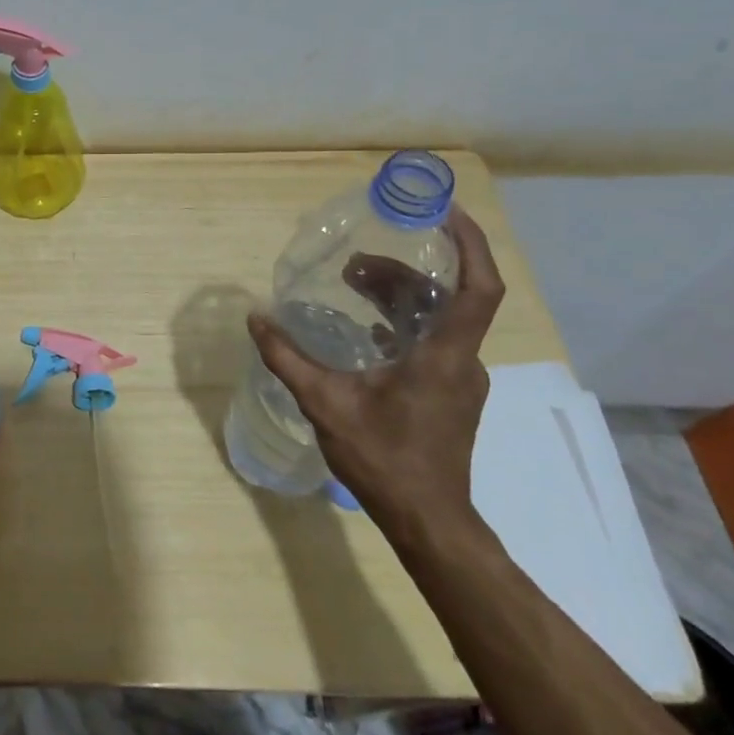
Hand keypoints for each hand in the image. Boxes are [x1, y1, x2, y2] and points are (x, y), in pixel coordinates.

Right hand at [246, 205, 504, 534]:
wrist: (427, 521)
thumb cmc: (384, 459)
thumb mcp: (325, 404)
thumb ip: (287, 358)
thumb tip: (256, 317)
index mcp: (443, 356)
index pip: (477, 289)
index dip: (470, 246)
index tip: (446, 213)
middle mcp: (461, 361)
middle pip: (446, 298)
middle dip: (404, 270)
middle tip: (356, 262)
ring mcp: (460, 381)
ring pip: (440, 320)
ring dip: (401, 296)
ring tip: (354, 285)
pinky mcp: (451, 395)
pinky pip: (434, 342)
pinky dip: (404, 323)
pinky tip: (369, 331)